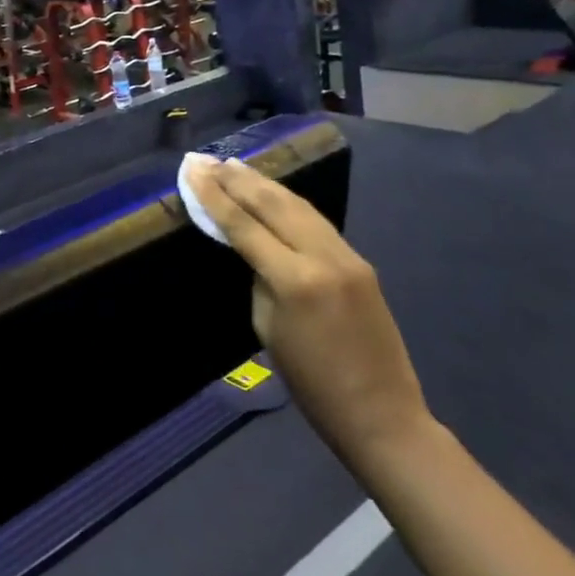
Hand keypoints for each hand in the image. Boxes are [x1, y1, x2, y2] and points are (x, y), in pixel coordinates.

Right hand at [186, 155, 431, 466]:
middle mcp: (323, 257)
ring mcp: (347, 256)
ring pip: (298, 205)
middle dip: (236, 179)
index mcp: (295, 280)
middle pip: (273, 204)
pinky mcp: (360, 261)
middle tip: (207, 160)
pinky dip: (288, 202)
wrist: (382, 415)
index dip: (214, 196)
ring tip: (234, 165)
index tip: (192, 171)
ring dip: (263, 183)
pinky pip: (317, 222)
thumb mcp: (268, 329)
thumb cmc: (312, 385)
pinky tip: (272, 192)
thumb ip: (260, 279)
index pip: (244, 225)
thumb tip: (255, 248)